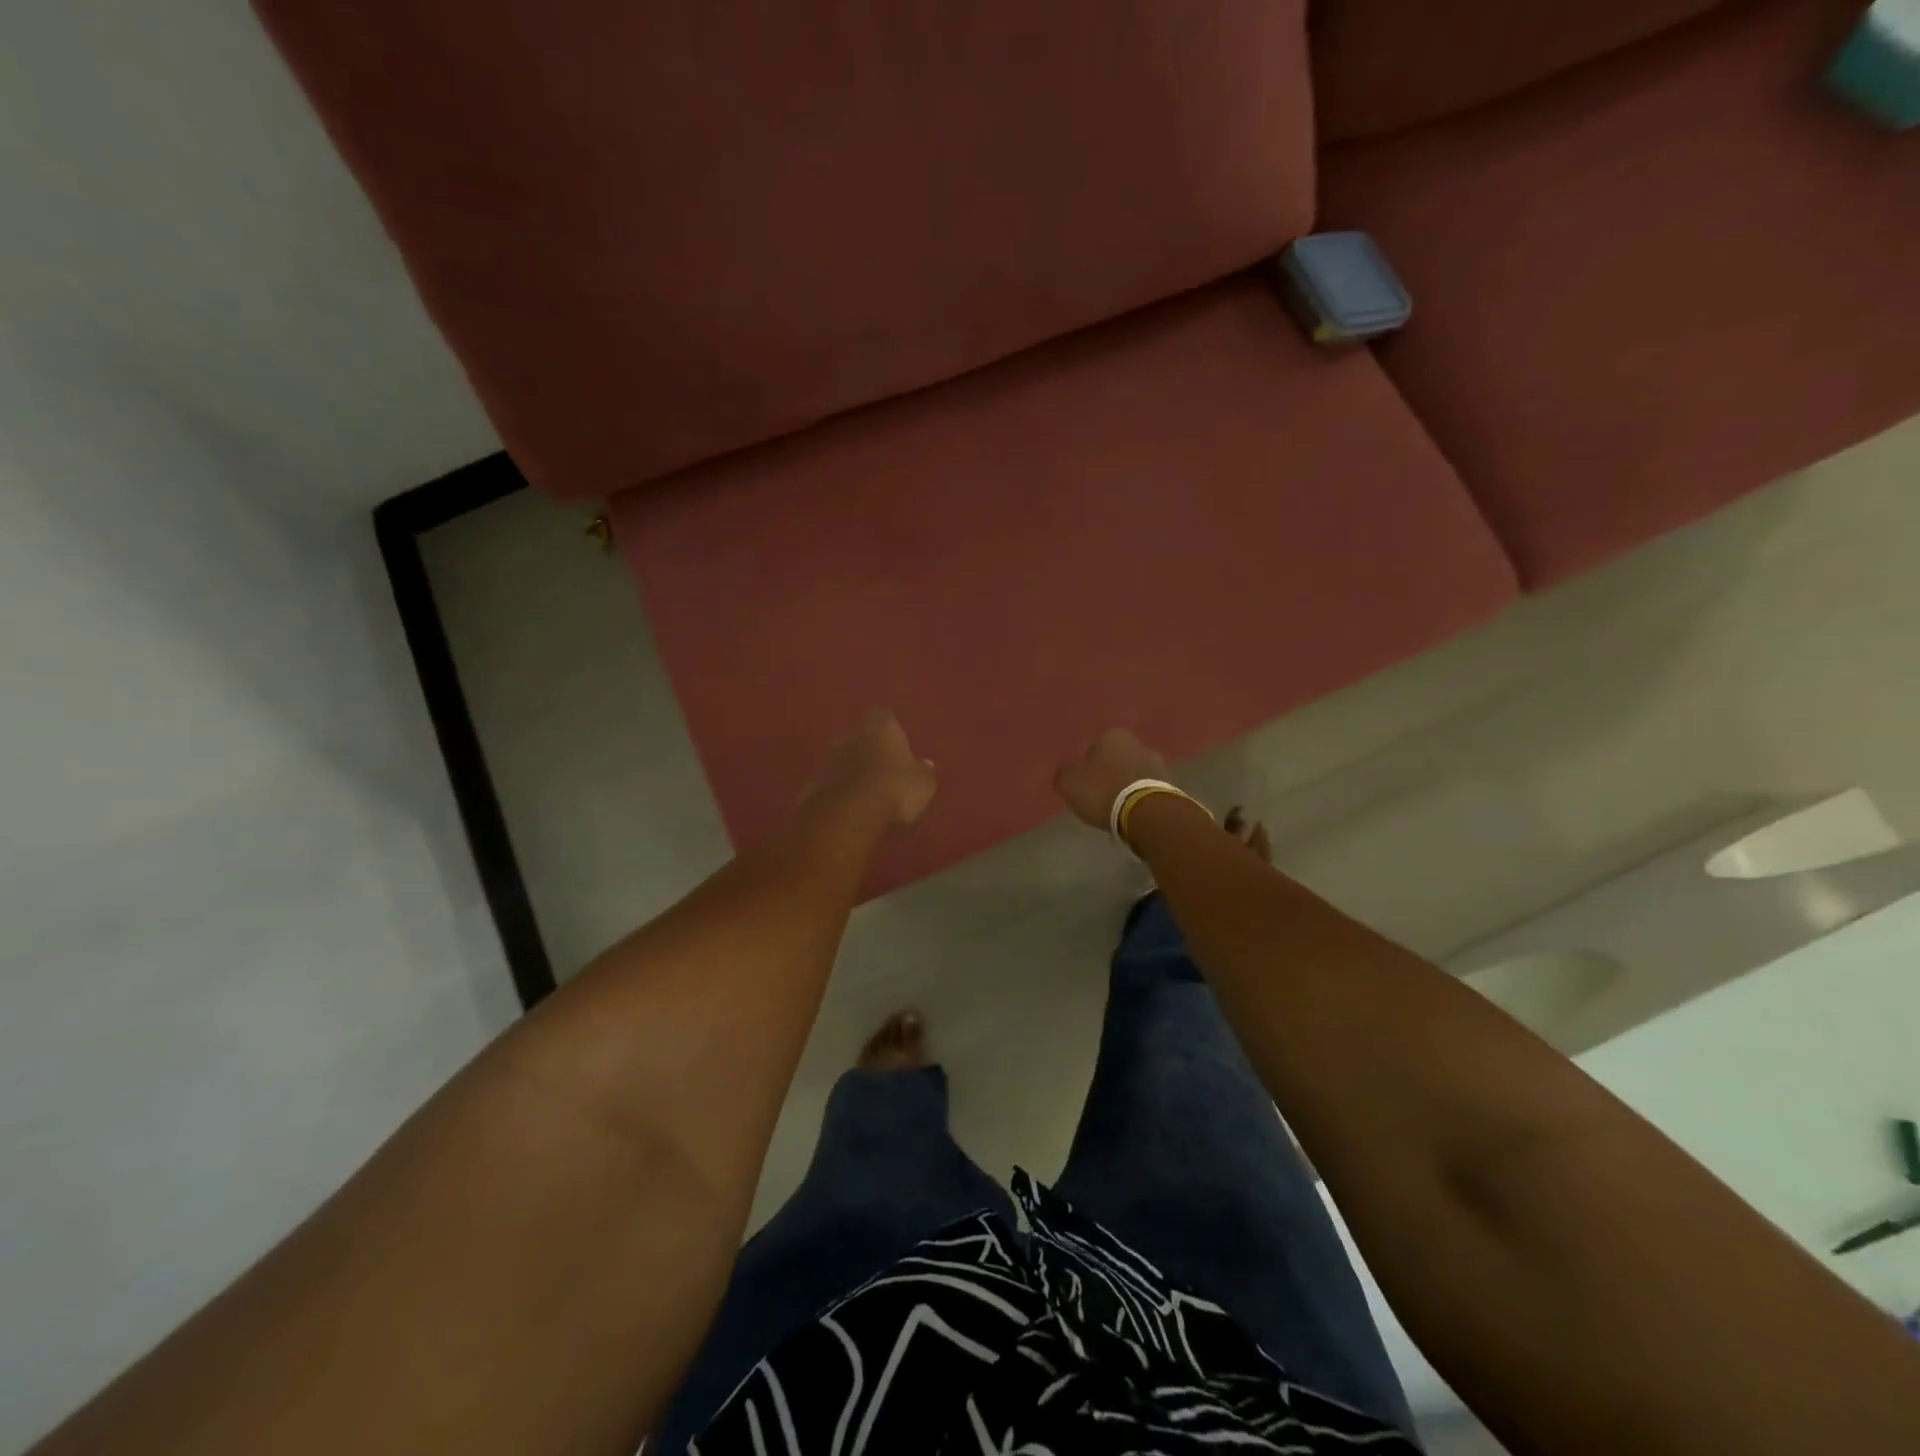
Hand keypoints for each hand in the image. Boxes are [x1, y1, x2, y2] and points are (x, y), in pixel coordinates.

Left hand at [807, 709, 936, 828]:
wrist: (850, 815)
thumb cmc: (895, 791)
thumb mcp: (923, 785)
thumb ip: (923, 773)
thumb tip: (925, 765)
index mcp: (882, 731)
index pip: (883, 716)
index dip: (888, 726)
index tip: (894, 739)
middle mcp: (853, 738)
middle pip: (857, 736)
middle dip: (865, 747)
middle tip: (878, 765)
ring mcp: (830, 761)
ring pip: (840, 759)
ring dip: (848, 769)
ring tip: (861, 788)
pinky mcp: (814, 785)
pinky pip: (828, 784)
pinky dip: (835, 791)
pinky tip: (844, 807)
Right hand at [1053, 728, 1166, 829]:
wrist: (1146, 813)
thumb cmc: (1102, 791)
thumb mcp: (1069, 783)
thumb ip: (1064, 774)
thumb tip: (1067, 772)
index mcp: (1112, 735)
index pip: (1093, 747)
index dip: (1086, 766)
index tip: (1083, 784)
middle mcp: (1137, 743)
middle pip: (1115, 759)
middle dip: (1108, 773)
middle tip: (1098, 795)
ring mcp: (1157, 763)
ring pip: (1132, 773)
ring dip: (1124, 786)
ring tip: (1114, 807)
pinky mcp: (1169, 785)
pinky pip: (1145, 790)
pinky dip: (1138, 798)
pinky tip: (1130, 813)